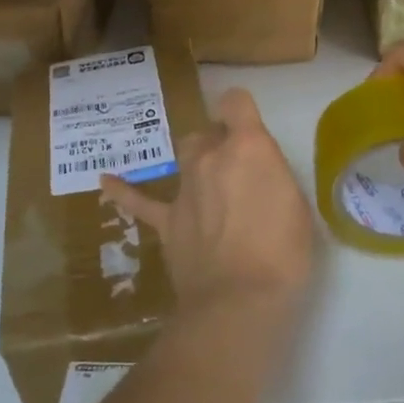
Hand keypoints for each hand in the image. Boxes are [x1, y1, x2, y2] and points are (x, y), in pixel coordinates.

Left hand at [101, 89, 314, 315]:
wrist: (238, 300)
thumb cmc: (282, 253)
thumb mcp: (297, 206)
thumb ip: (273, 177)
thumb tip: (256, 175)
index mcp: (247, 147)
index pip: (236, 101)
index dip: (241, 109)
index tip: (250, 127)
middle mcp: (210, 157)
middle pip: (209, 132)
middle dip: (222, 143)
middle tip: (239, 172)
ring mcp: (184, 188)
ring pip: (184, 156)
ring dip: (196, 163)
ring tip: (207, 182)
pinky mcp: (166, 221)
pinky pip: (139, 200)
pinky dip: (124, 190)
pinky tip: (106, 181)